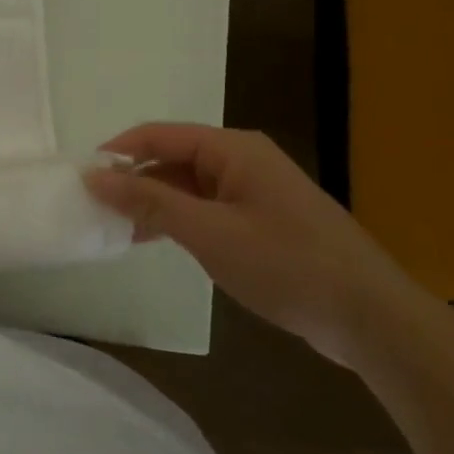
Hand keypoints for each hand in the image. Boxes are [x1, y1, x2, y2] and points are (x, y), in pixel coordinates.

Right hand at [86, 123, 421, 364]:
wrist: (372, 319)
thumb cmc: (287, 264)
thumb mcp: (208, 232)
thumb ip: (148, 201)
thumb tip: (93, 176)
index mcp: (233, 150)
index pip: (158, 135)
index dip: (117, 152)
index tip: (81, 178)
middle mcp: (242, 161)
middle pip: (171, 158)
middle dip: (132, 180)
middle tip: (94, 208)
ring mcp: (254, 192)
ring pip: (186, 186)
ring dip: (152, 204)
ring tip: (115, 228)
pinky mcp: (261, 221)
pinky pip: (205, 209)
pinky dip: (176, 221)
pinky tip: (153, 241)